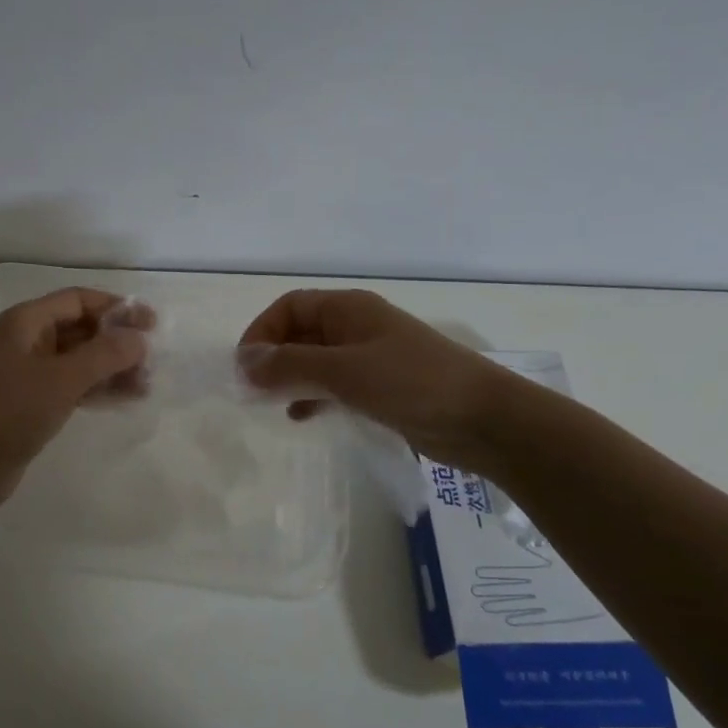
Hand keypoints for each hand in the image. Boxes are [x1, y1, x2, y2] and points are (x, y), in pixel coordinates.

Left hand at [0, 288, 151, 514]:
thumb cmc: (8, 414)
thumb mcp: (61, 380)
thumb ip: (104, 355)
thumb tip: (139, 338)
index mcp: (25, 322)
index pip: (78, 300)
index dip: (116, 308)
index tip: (152, 326)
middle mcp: (25, 341)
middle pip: (80, 329)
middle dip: (117, 342)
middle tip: (152, 361)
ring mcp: (27, 373)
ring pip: (79, 360)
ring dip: (111, 368)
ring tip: (146, 385)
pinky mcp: (31, 402)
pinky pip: (72, 385)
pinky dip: (97, 388)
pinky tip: (124, 399)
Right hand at [237, 289, 508, 467]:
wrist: (484, 419)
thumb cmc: (411, 383)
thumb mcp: (343, 371)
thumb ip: (290, 366)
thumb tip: (244, 364)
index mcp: (348, 309)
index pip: (289, 307)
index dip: (261, 332)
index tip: (244, 368)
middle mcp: (356, 327)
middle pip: (300, 332)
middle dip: (272, 358)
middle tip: (251, 392)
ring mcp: (370, 358)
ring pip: (316, 361)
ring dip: (290, 378)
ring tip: (271, 405)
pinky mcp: (382, 388)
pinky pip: (335, 385)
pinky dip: (314, 396)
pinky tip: (303, 417)